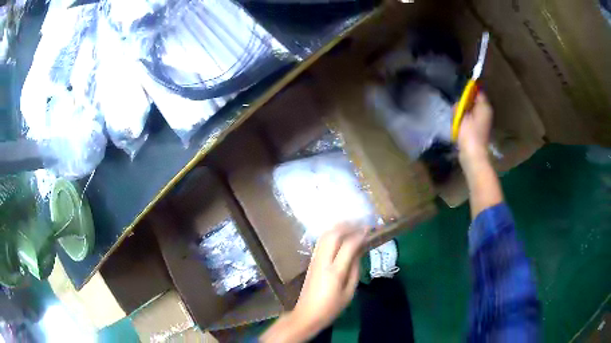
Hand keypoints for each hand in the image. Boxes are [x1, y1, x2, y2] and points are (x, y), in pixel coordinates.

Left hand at [260, 226, 365, 342]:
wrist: (307, 314)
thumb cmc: (331, 307)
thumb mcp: (349, 292)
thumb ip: (355, 269)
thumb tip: (359, 251)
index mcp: (335, 271)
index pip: (348, 245)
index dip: (360, 235)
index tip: (370, 229)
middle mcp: (323, 261)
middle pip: (333, 235)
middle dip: (348, 226)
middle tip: (361, 224)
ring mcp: (314, 260)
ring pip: (325, 236)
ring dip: (338, 227)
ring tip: (352, 226)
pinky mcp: (311, 262)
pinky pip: (321, 242)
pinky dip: (331, 234)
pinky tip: (340, 235)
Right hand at [457, 93, 492, 168]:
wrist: (474, 156)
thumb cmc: (469, 134)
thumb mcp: (462, 117)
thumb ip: (460, 106)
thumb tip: (459, 102)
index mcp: (484, 106)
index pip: (478, 92)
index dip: (469, 90)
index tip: (460, 92)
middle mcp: (486, 112)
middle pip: (476, 101)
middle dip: (466, 102)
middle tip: (457, 105)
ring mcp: (483, 121)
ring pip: (473, 110)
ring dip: (465, 111)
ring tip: (457, 116)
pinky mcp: (479, 130)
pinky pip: (472, 119)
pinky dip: (466, 119)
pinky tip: (460, 124)